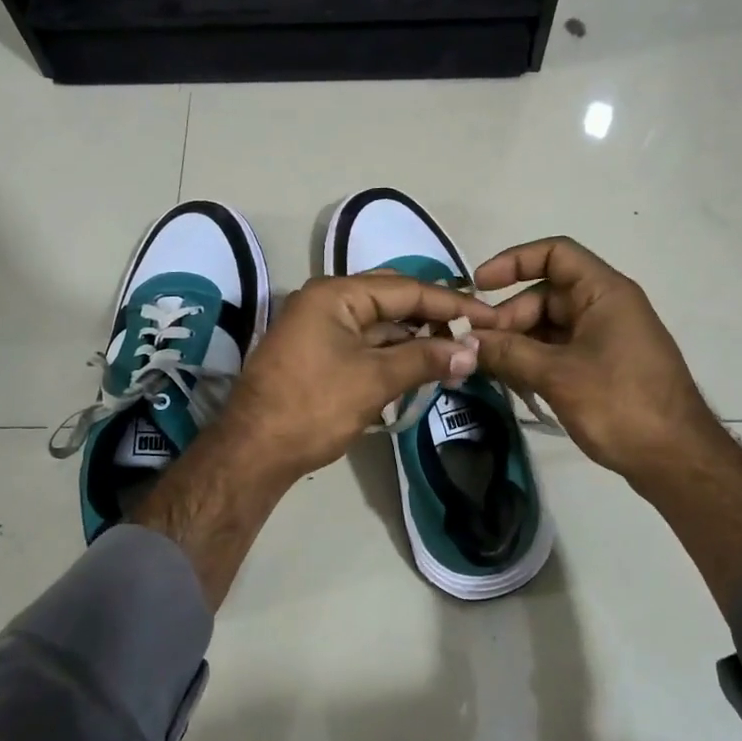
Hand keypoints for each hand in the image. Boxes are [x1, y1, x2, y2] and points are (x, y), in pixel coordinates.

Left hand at [219, 274, 496, 484]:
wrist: (253, 452)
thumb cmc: (314, 407)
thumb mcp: (374, 380)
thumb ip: (425, 358)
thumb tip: (471, 350)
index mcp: (336, 294)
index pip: (406, 289)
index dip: (450, 303)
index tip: (488, 317)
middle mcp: (326, 301)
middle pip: (392, 300)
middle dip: (433, 317)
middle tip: (473, 333)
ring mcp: (319, 327)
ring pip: (379, 324)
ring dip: (414, 338)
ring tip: (455, 355)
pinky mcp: (317, 353)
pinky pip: (364, 343)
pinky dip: (392, 353)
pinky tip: (420, 366)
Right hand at [468, 237, 721, 490]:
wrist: (676, 459)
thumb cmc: (620, 404)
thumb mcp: (557, 376)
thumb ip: (508, 353)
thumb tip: (465, 341)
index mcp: (604, 293)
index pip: (554, 254)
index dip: (513, 262)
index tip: (478, 287)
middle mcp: (605, 307)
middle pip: (545, 295)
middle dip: (508, 317)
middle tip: (477, 348)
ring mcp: (605, 339)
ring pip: (548, 327)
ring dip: (517, 344)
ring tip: (488, 370)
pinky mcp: (602, 367)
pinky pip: (559, 351)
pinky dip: (533, 362)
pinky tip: (512, 384)